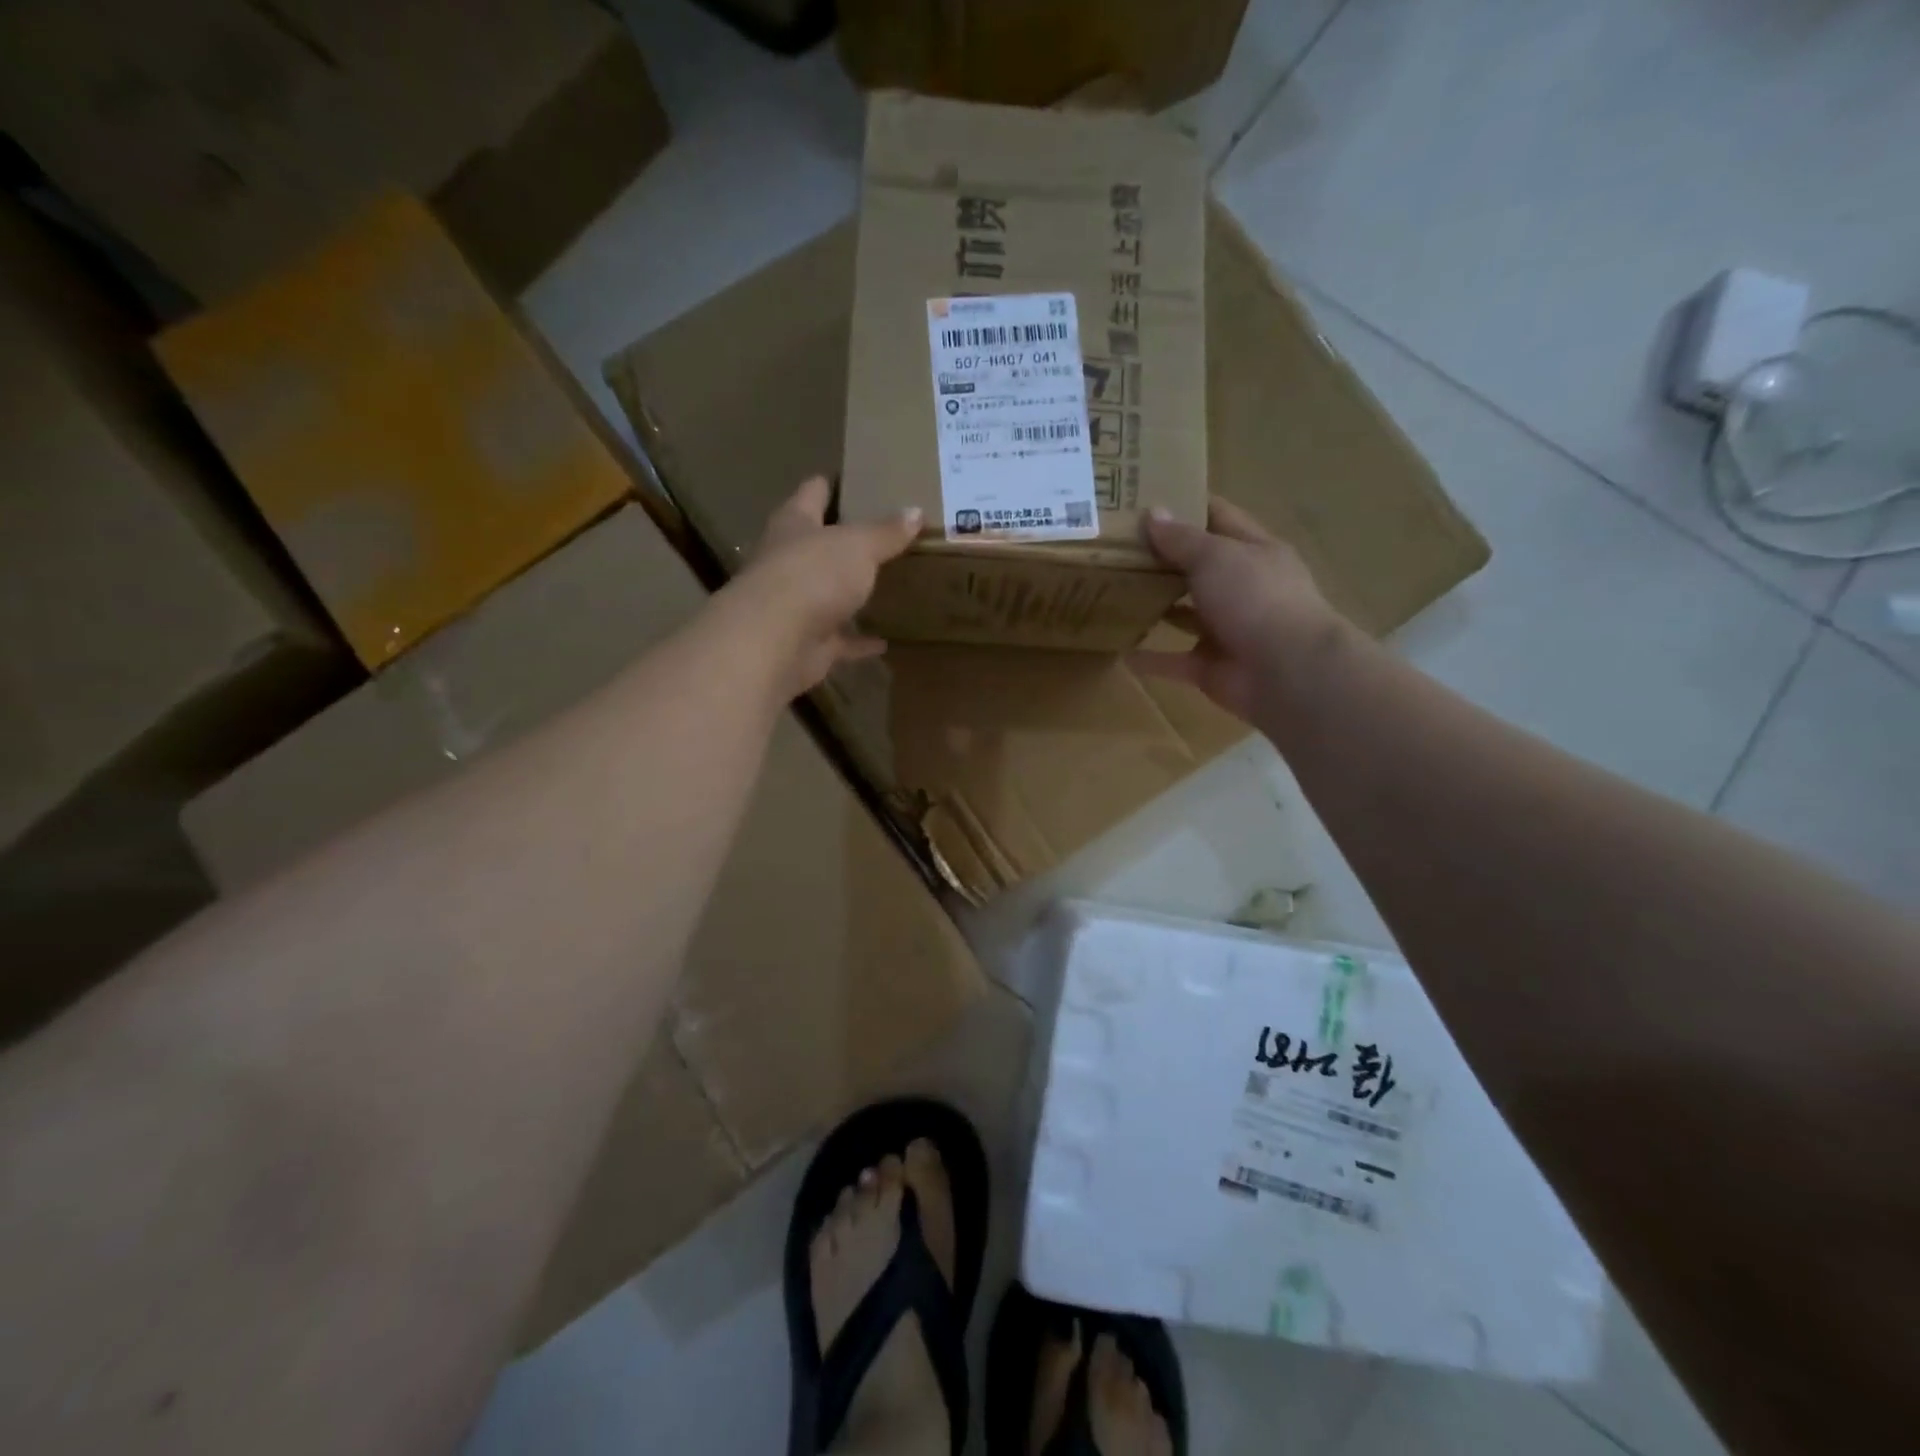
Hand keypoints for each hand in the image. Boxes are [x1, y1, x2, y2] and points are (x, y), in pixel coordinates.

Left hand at [719, 476, 920, 697]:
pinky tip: (884, 641)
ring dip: (849, 595)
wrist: (776, 641)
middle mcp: (789, 561)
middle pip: (817, 546)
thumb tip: (916, 511)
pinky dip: (858, 642)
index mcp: (794, 525)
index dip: (828, 485)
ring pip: (827, 595)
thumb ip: (886, 532)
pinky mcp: (808, 644)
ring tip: (884, 588)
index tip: (851, 481)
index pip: (811, 494)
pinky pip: (840, 641)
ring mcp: (796, 605)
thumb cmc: (813, 574)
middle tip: (881, 537)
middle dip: (842, 543)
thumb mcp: (858, 545)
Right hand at [1130, 496, 1343, 720]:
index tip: (1145, 499)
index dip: (1186, 506)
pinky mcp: (1212, 667)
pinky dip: (1151, 659)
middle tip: (1117, 547)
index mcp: (1254, 551)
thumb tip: (1152, 512)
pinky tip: (1121, 652)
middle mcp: (1243, 588)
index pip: (1218, 519)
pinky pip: (1174, 661)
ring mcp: (1228, 629)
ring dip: (1157, 606)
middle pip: (1199, 567)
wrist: (1286, 671)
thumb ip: (1181, 539)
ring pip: (1187, 614)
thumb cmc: (1255, 598)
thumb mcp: (1215, 556)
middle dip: (1163, 558)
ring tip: (1115, 593)